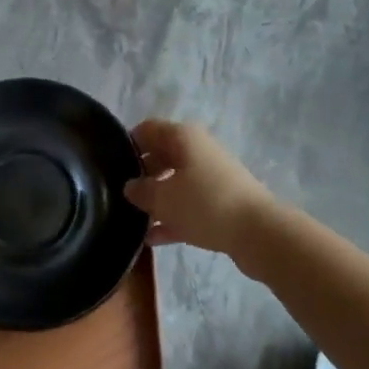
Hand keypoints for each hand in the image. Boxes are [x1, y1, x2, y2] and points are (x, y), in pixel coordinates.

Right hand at [125, 119, 281, 264]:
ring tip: (132, 219)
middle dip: (141, 175)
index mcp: (183, 137)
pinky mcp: (221, 202)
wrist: (258, 232)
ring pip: (175, 183)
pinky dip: (172, 218)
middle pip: (161, 156)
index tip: (110, 166)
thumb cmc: (204, 204)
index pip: (147, 130)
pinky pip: (189, 205)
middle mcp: (197, 150)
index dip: (128, 144)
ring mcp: (211, 177)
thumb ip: (141, 190)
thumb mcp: (163, 197)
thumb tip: (130, 187)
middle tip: (119, 195)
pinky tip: (153, 239)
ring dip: (156, 199)